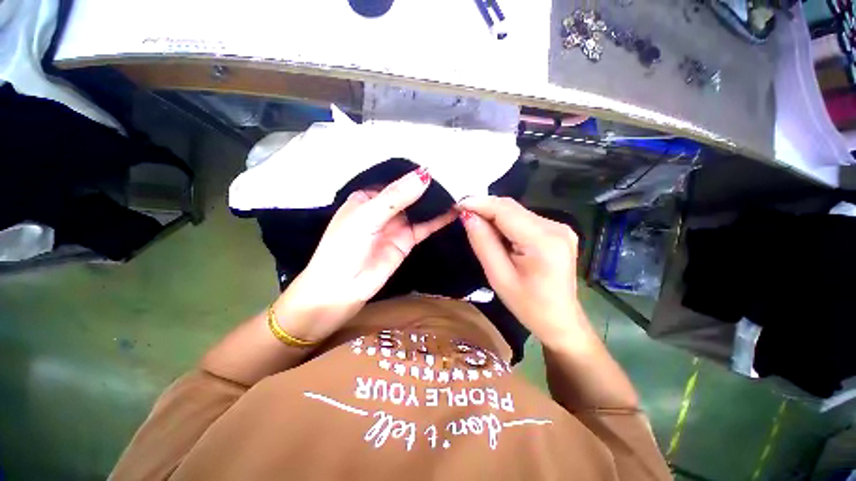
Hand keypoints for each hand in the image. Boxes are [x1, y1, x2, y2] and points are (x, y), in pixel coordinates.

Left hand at [275, 168, 454, 341]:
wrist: (341, 289)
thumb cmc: (344, 247)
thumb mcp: (367, 216)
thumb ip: (395, 197)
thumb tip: (424, 175)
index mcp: (368, 197)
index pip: (394, 179)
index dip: (413, 173)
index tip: (438, 163)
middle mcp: (383, 209)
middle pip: (409, 194)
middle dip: (428, 187)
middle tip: (454, 175)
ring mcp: (396, 225)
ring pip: (419, 210)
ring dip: (435, 202)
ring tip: (459, 191)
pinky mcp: (407, 241)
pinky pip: (425, 227)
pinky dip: (439, 220)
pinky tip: (454, 211)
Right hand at [458, 196, 583, 345]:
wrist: (560, 320)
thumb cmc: (528, 305)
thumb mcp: (499, 277)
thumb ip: (483, 242)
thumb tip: (468, 216)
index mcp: (543, 241)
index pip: (505, 210)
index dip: (479, 203)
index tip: (457, 204)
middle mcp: (556, 227)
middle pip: (512, 208)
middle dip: (485, 208)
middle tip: (462, 214)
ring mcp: (559, 227)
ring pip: (517, 211)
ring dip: (494, 215)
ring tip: (476, 224)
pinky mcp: (557, 231)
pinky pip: (524, 219)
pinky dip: (506, 222)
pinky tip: (495, 232)